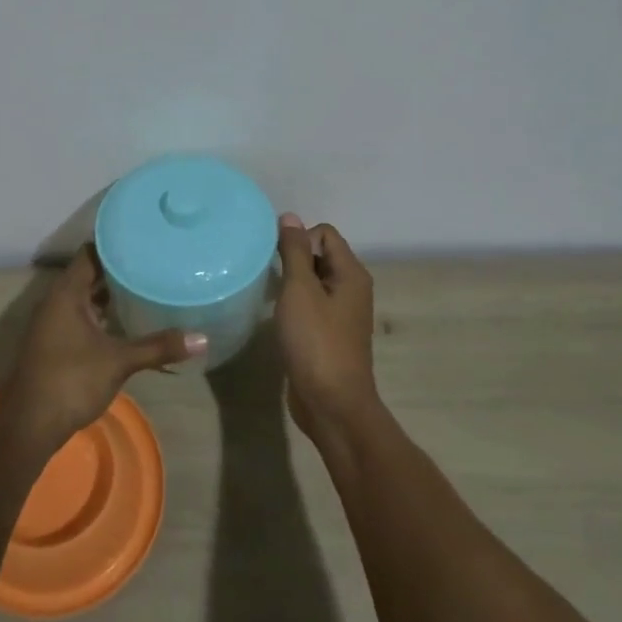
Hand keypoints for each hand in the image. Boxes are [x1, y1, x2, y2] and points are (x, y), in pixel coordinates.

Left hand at [0, 246, 205, 453]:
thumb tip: (203, 339)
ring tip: (147, 287)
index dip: (116, 244)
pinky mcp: (55, 343)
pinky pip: (81, 316)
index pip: (91, 252)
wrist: (28, 426)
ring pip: (85, 297)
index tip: (144, 241)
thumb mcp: (119, 361)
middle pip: (89, 273)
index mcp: (67, 292)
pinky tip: (127, 322)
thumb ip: (158, 346)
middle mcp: (56, 301)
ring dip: (110, 294)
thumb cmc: (71, 381)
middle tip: (154, 263)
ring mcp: (53, 323)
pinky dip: (103, 315)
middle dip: (119, 270)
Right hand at [273, 214, 380, 444]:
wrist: (332, 404)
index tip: (277, 260)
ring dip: (291, 283)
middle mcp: (351, 289)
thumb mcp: (300, 290)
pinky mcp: (329, 335)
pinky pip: (311, 306)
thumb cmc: (316, 342)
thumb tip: (290, 217)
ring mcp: (342, 314)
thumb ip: (294, 252)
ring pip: (313, 282)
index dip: (300, 238)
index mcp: (351, 274)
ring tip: (270, 296)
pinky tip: (278, 318)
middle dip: (293, 259)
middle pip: (321, 255)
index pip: (325, 233)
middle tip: (270, 277)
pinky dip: (294, 305)